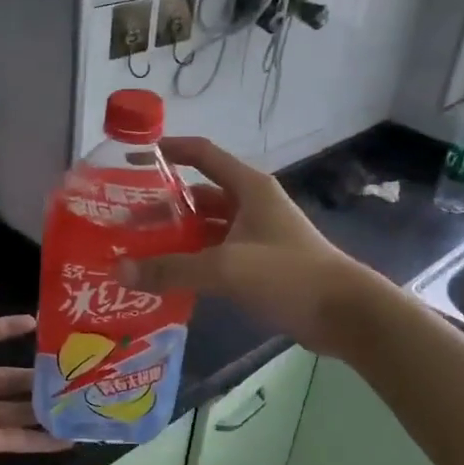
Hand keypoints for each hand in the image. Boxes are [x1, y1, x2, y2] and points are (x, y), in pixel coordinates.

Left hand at [0, 269, 67, 464]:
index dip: (7, 327)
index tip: (35, 321)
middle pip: (9, 376)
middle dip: (37, 371)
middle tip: (72, 364)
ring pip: (21, 407)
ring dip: (46, 404)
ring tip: (81, 397)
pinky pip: (22, 439)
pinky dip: (46, 441)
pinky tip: (73, 437)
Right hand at [117, 136, 363, 358]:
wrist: (344, 313)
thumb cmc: (288, 274)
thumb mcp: (226, 267)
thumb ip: (172, 268)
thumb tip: (120, 271)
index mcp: (248, 188)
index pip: (203, 155)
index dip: (171, 150)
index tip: (134, 157)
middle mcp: (251, 206)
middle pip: (198, 196)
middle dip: (162, 206)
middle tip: (123, 220)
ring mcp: (255, 236)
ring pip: (205, 229)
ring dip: (175, 238)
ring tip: (136, 250)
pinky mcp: (259, 266)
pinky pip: (215, 256)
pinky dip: (191, 262)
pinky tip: (165, 277)